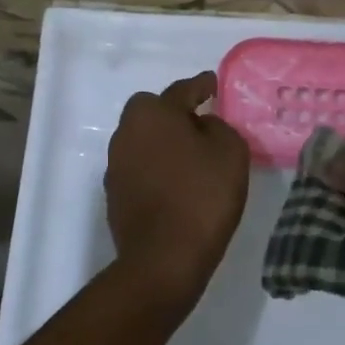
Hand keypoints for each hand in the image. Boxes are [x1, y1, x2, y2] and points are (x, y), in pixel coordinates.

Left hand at [105, 71, 249, 309]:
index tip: (212, 85)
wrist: (164, 259)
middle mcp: (126, 133)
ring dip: (164, 143)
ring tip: (191, 159)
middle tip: (201, 125)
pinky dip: (157, 170)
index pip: (181, 91)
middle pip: (153, 113)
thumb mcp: (230, 152)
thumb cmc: (202, 197)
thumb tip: (202, 125)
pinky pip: (140, 169)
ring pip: (143, 141)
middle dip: (174, 114)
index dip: (201, 86)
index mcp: (152, 114)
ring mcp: (115, 165)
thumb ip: (218, 127)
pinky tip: (176, 185)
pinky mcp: (114, 195)